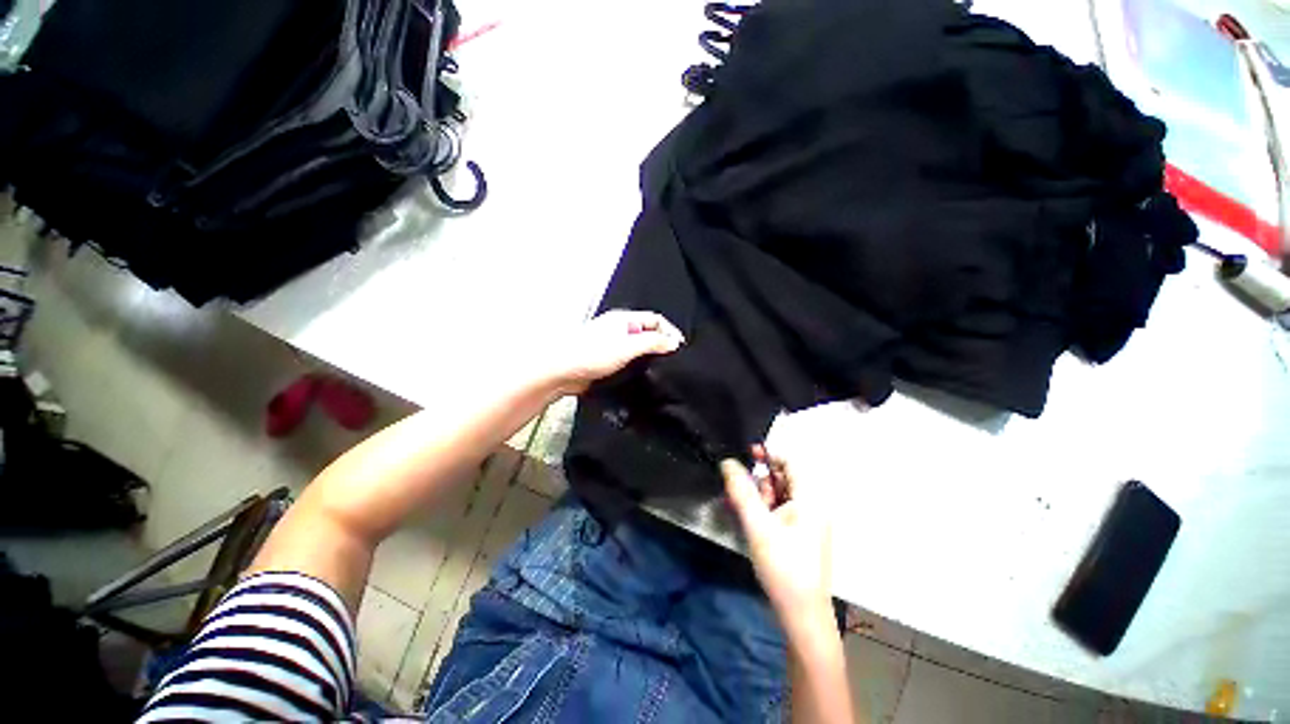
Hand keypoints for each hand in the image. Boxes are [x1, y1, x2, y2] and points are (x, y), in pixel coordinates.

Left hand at [553, 310, 684, 394]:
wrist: (561, 371)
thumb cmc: (592, 354)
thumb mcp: (627, 346)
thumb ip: (652, 343)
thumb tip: (674, 343)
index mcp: (624, 319)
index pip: (655, 320)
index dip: (670, 331)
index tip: (680, 348)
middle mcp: (620, 329)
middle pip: (648, 333)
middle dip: (662, 345)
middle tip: (674, 361)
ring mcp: (613, 345)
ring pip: (639, 349)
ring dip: (650, 357)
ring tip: (663, 370)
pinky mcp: (608, 361)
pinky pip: (629, 361)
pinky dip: (639, 366)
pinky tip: (645, 377)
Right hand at [722, 446, 833, 633]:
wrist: (802, 616)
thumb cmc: (783, 567)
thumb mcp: (758, 526)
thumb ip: (742, 491)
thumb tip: (728, 462)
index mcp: (810, 499)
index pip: (790, 462)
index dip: (768, 454)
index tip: (746, 455)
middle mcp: (812, 506)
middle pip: (783, 478)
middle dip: (759, 480)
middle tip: (737, 491)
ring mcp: (806, 522)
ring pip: (779, 495)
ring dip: (757, 496)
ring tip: (737, 506)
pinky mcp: (799, 535)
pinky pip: (779, 511)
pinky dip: (762, 510)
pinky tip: (746, 518)